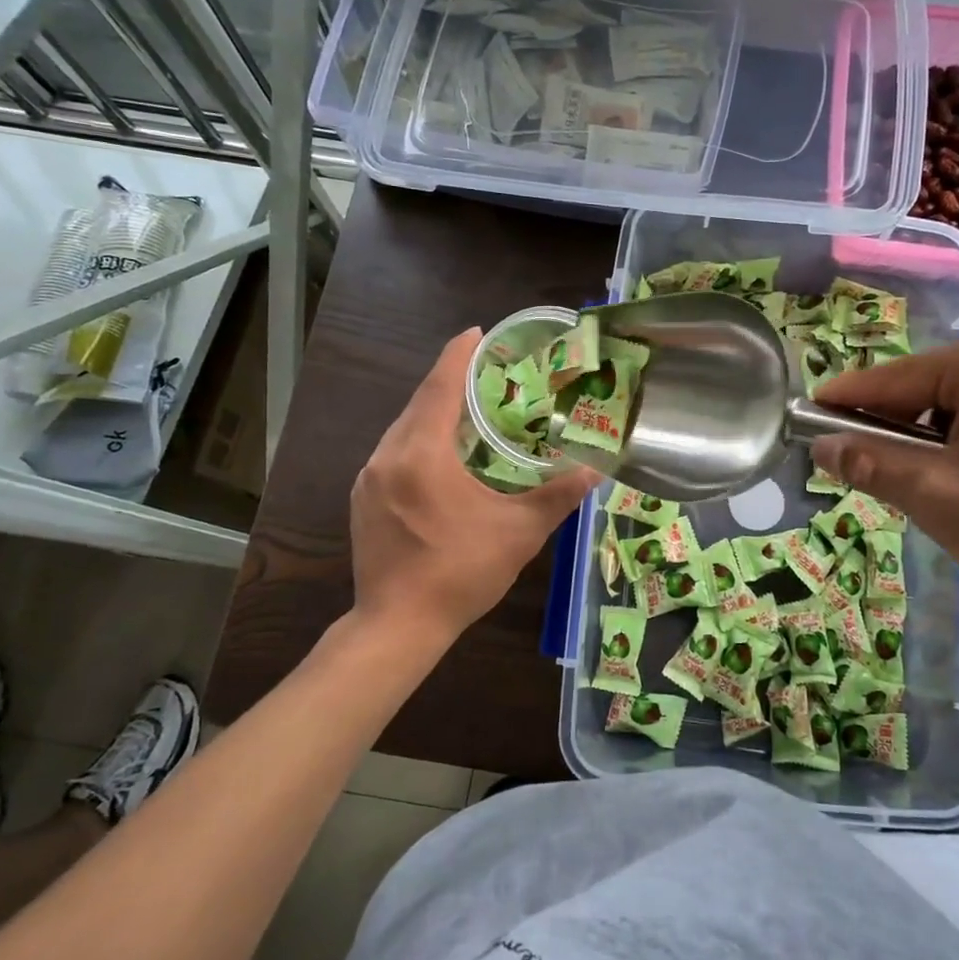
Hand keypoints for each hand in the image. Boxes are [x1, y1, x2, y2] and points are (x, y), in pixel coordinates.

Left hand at [350, 329, 600, 644]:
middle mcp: (387, 456)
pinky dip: (419, 439)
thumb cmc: (460, 573)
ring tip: (468, 409)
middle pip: (419, 403)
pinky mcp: (363, 499)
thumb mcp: (518, 533)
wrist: (397, 627)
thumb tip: (595, 470)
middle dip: (449, 381)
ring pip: (404, 428)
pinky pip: (394, 452)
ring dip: (434, 412)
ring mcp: (369, 478)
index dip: (459, 355)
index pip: (440, 387)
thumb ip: (557, 496)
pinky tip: (441, 455)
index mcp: (421, 455)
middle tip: (485, 372)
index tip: (477, 332)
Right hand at [812, 327, 958, 621]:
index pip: (893, 378)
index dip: (844, 402)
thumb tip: (823, 446)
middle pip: (930, 392)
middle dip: (899, 435)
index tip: (804, 419)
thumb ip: (872, 465)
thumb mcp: (940, 497)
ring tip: (940, 497)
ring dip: (938, 448)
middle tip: (879, 482)